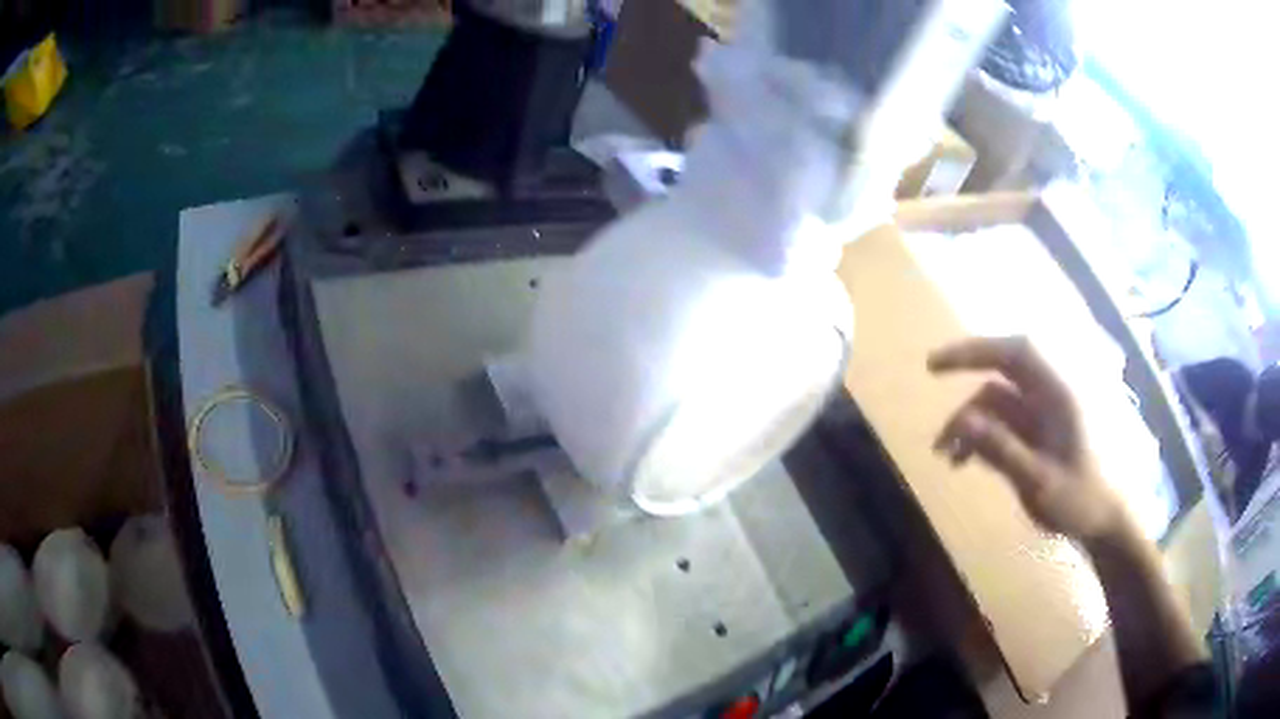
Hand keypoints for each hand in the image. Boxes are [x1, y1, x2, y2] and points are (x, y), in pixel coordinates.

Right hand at [928, 336, 1129, 542]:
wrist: (1106, 520)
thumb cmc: (1079, 500)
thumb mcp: (1038, 482)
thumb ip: (1002, 449)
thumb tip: (962, 421)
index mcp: (1056, 395)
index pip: (1013, 353)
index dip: (975, 350)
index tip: (936, 364)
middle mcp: (1049, 395)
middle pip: (1002, 370)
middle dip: (967, 375)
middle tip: (932, 378)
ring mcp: (1044, 414)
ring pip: (999, 399)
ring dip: (970, 420)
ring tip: (946, 457)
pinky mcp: (1040, 433)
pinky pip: (1005, 421)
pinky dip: (983, 435)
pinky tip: (965, 462)